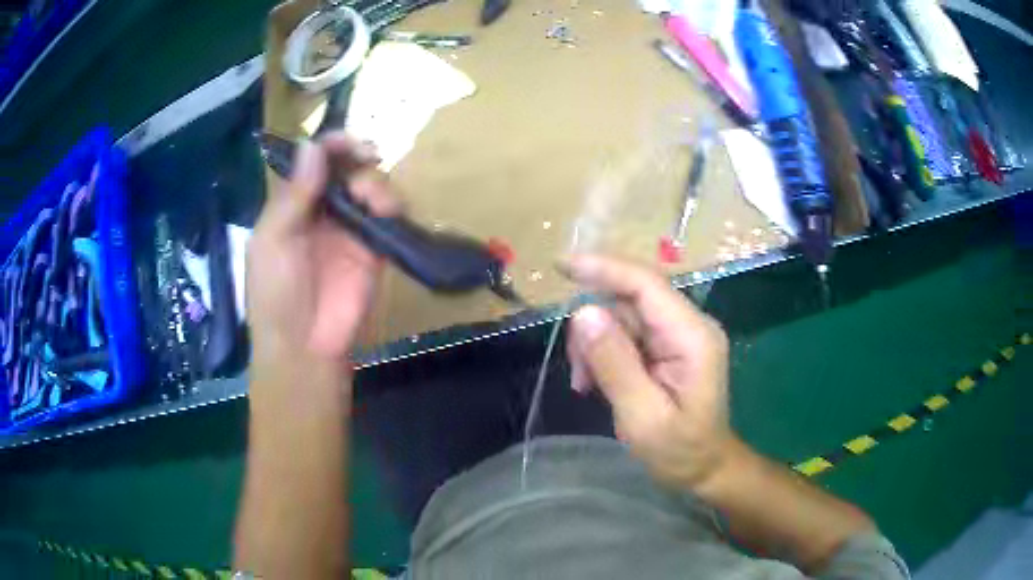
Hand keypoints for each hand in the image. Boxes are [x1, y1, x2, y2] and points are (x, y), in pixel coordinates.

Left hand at [247, 133, 398, 375]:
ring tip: (369, 196)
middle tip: (364, 155)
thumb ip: (293, 194)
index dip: (329, 145)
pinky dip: (390, 203)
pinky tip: (383, 209)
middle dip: (356, 155)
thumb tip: (312, 144)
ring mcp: (350, 228)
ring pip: (370, 185)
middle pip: (346, 167)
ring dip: (374, 179)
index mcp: (292, 205)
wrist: (305, 345)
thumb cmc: (276, 293)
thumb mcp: (273, 240)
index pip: (314, 163)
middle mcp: (322, 210)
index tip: (345, 141)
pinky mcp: (375, 247)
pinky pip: (389, 215)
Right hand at [564, 254, 734, 489]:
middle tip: (577, 370)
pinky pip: (627, 335)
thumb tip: (583, 313)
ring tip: (586, 384)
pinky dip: (605, 354)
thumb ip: (615, 364)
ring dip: (596, 346)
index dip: (604, 269)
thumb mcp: (642, 416)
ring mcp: (679, 335)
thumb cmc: (679, 451)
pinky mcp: (668, 346)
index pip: (647, 285)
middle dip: (595, 328)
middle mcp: (689, 325)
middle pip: (630, 301)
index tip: (562, 266)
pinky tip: (596, 382)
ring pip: (623, 317)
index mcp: (693, 336)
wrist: (705, 468)